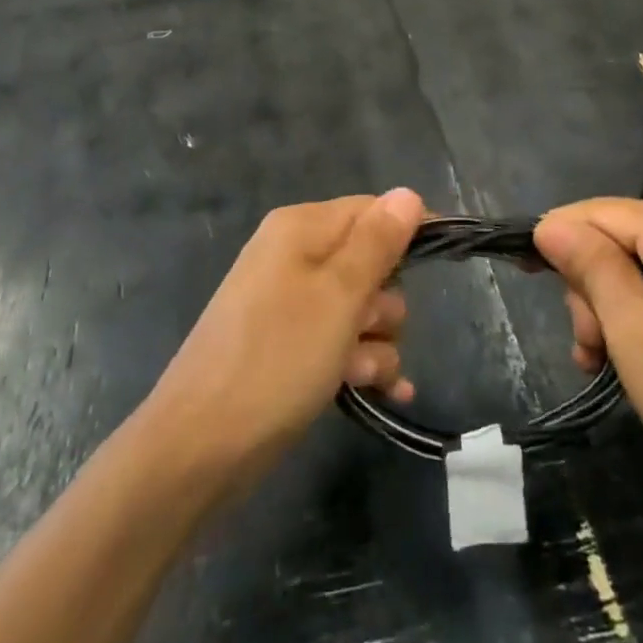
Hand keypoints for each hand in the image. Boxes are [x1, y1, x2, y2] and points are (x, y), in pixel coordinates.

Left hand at [146, 190, 423, 485]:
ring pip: (361, 309)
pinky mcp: (288, 347)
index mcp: (301, 229)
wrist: (198, 449)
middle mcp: (294, 257)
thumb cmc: (276, 359)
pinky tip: (383, 393)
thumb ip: (377, 242)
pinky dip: (361, 363)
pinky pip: (341, 342)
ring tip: (357, 374)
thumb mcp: (338, 296)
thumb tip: (409, 193)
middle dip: (384, 302)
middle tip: (367, 329)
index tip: (444, 262)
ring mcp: (289, 304)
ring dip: (374, 343)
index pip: (371, 210)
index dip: (408, 233)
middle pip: (370, 263)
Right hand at [533, 198, 642, 532]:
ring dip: (612, 312)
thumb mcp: (632, 329)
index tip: (525, 275)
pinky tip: (634, 364)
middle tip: (589, 348)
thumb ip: (589, 266)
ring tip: (604, 365)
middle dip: (592, 289)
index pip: (597, 211)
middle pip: (619, 240)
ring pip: (641, 270)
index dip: (556, 238)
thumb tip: (550, 224)